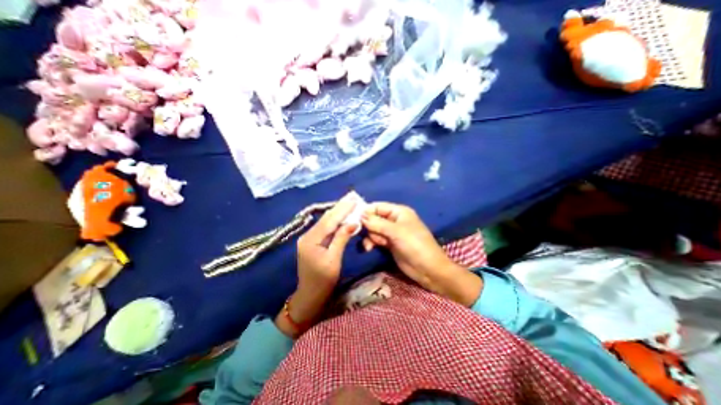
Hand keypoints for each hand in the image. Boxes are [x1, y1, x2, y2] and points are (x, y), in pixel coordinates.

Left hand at [275, 191, 357, 335]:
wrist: (309, 296)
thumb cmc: (323, 281)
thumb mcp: (334, 260)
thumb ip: (341, 238)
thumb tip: (353, 222)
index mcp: (311, 240)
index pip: (329, 220)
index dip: (342, 209)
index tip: (353, 199)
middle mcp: (307, 235)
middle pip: (326, 218)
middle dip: (339, 207)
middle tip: (352, 197)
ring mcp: (308, 238)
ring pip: (325, 222)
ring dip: (337, 212)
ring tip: (348, 203)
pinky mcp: (312, 242)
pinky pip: (325, 228)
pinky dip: (334, 221)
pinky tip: (341, 216)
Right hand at [361, 203, 483, 306]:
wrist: (428, 269)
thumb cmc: (415, 245)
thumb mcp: (396, 232)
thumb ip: (377, 223)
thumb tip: (360, 215)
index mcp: (399, 212)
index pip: (378, 206)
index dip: (366, 211)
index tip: (353, 218)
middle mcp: (394, 220)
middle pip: (374, 218)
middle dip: (369, 227)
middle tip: (368, 235)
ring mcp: (391, 233)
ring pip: (373, 230)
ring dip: (370, 237)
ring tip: (372, 245)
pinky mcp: (389, 244)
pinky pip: (376, 239)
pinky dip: (372, 243)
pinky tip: (370, 249)